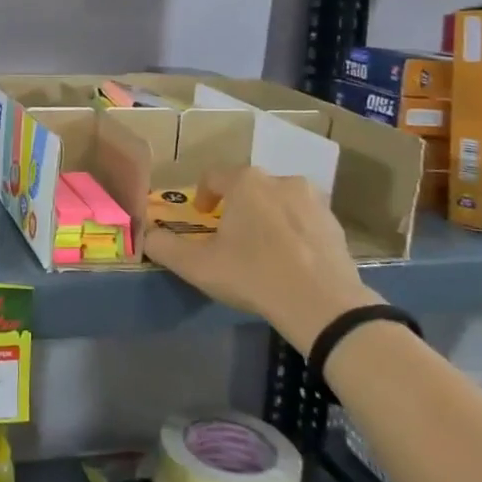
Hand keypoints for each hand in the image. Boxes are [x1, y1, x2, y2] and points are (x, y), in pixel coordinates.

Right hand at [144, 167, 378, 353]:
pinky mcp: (335, 223)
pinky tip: (291, 260)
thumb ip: (164, 247)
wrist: (323, 305)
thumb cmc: (253, 275)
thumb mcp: (198, 266)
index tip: (202, 216)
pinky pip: (305, 220)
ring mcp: (313, 200)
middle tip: (231, 236)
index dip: (203, 195)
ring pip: (279, 201)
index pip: (214, 176)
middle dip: (237, 206)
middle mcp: (280, 180)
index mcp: (246, 182)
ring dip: (267, 216)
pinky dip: (294, 232)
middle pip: (249, 187)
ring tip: (262, 248)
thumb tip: (146, 235)